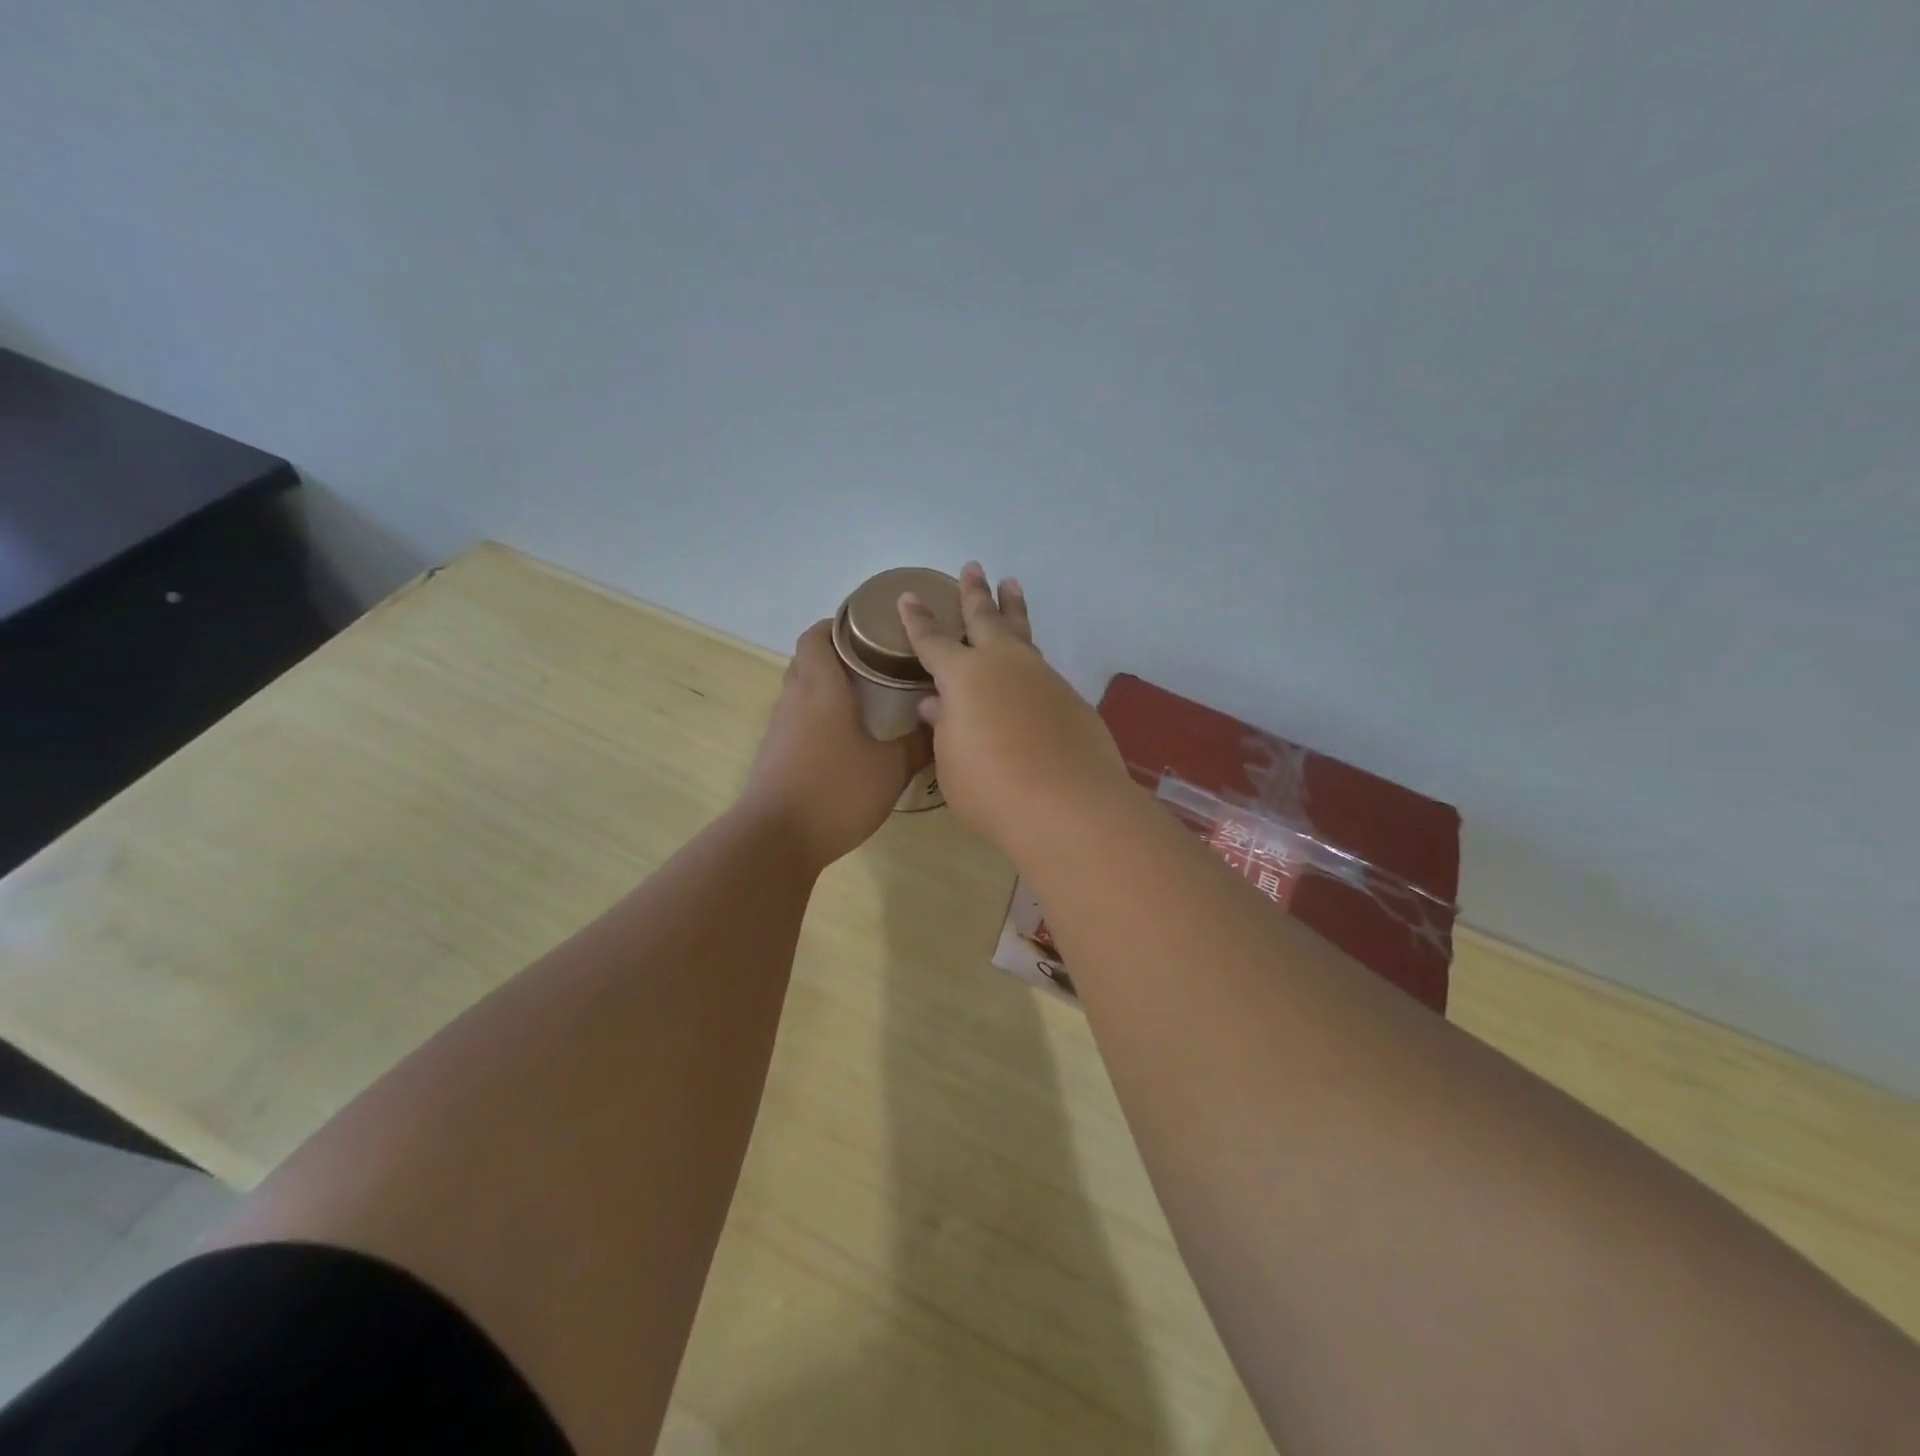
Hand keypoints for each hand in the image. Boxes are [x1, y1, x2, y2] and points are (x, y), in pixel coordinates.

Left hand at [740, 619, 929, 869]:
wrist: (775, 840)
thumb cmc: (835, 792)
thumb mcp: (889, 770)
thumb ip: (917, 745)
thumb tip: (940, 723)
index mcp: (821, 689)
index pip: (816, 636)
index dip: (837, 625)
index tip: (867, 628)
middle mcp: (794, 700)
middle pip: (807, 660)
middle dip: (835, 654)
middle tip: (874, 663)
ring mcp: (778, 729)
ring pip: (800, 692)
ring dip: (825, 688)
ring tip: (864, 700)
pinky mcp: (773, 756)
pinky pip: (796, 721)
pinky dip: (816, 718)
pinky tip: (843, 741)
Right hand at [898, 562, 1128, 852]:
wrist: (1068, 806)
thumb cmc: (991, 789)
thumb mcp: (952, 761)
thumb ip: (945, 727)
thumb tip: (937, 703)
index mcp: (964, 675)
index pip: (933, 640)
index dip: (918, 619)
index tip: (910, 596)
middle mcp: (1004, 665)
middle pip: (985, 617)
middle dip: (975, 592)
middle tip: (973, 566)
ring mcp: (1042, 677)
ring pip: (1022, 634)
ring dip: (1014, 610)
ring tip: (1012, 586)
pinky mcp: (1070, 698)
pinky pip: (1041, 669)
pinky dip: (1030, 661)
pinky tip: (1029, 671)